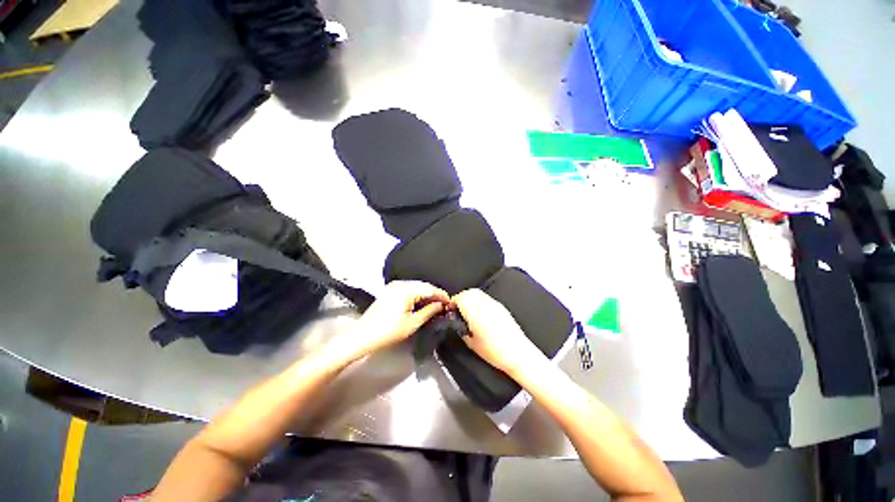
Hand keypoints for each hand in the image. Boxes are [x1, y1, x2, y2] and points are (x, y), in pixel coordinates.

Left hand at [334, 281, 449, 362]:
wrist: (362, 336)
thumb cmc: (388, 331)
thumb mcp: (412, 323)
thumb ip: (429, 311)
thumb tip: (441, 305)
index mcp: (405, 290)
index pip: (429, 289)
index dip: (441, 295)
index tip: (451, 302)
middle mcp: (400, 284)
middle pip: (423, 286)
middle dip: (435, 294)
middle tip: (445, 304)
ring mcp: (393, 286)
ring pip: (416, 287)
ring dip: (426, 294)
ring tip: (436, 304)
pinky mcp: (390, 291)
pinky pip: (408, 289)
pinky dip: (417, 295)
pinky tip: (423, 302)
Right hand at [452, 289, 546, 376]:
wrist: (518, 354)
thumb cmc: (495, 352)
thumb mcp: (471, 343)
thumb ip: (462, 328)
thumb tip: (457, 322)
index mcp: (476, 314)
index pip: (461, 298)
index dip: (453, 302)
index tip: (451, 309)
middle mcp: (485, 305)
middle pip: (469, 292)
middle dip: (461, 297)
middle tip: (457, 308)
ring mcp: (495, 304)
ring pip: (478, 292)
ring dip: (470, 297)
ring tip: (468, 309)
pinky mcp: (501, 306)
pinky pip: (486, 297)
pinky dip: (479, 300)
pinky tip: (479, 312)